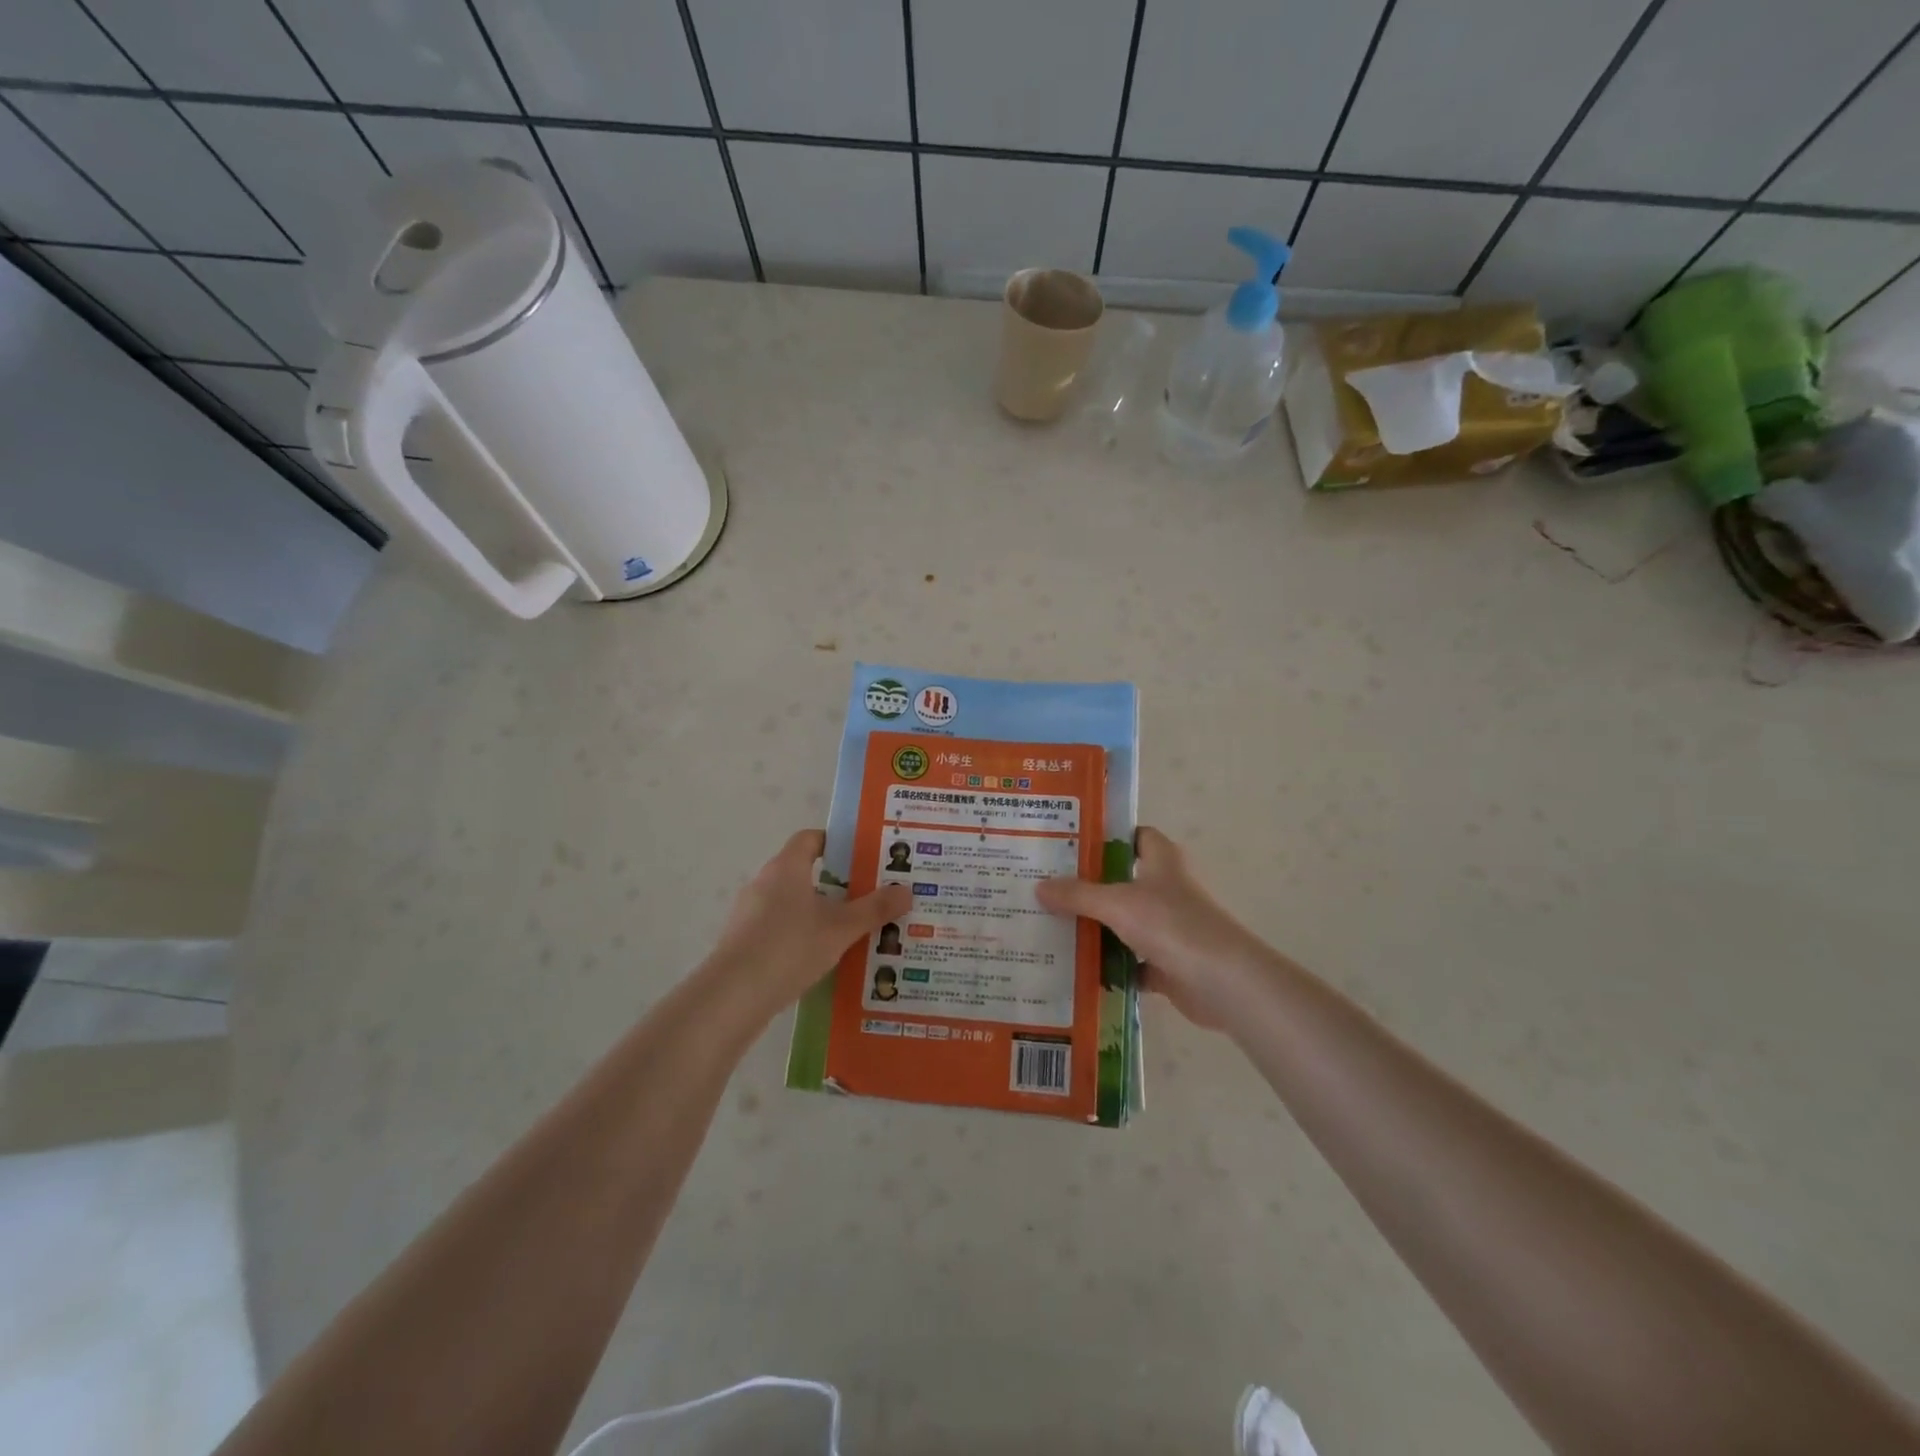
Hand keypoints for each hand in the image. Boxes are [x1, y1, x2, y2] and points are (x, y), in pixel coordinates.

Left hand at [706, 830, 911, 1014]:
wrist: (733, 996)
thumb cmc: (790, 947)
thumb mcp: (841, 929)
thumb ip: (874, 909)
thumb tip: (907, 890)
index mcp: (786, 867)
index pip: (810, 839)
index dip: (836, 842)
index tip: (863, 856)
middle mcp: (764, 882)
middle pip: (803, 871)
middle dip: (835, 882)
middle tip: (868, 896)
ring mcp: (749, 913)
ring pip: (791, 903)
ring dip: (817, 912)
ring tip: (850, 931)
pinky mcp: (743, 941)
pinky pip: (778, 928)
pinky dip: (800, 936)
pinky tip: (821, 958)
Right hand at [1037, 827, 1269, 1028]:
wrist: (1223, 982)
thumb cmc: (1172, 925)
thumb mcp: (1117, 903)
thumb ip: (1078, 894)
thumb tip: (1038, 887)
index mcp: (1163, 861)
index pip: (1135, 835)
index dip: (1106, 836)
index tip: (1068, 843)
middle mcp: (1167, 889)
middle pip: (1122, 880)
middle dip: (1088, 885)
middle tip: (1046, 887)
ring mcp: (1169, 927)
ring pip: (1124, 922)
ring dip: (1096, 927)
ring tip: (1051, 925)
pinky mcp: (1169, 962)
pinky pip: (1130, 960)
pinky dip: (1109, 965)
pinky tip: (1076, 967)